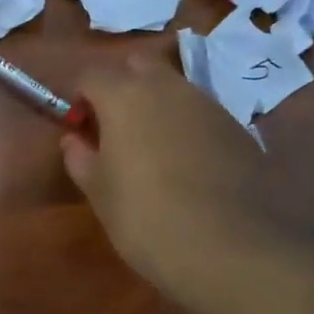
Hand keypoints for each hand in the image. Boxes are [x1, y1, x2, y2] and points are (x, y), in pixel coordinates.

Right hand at [63, 52, 281, 301]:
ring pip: (174, 87)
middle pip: (137, 66)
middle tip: (114, 128)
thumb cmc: (144, 216)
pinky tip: (187, 166)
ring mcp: (209, 105)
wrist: (229, 247)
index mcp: (124, 96)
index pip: (91, 74)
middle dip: (121, 86)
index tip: (79, 129)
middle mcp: (168, 88)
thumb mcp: (98, 191)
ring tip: (151, 149)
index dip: (80, 98)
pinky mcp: (239, 128)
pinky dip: (186, 126)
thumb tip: (75, 140)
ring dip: (156, 105)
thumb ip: (80, 157)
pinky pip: (201, 113)